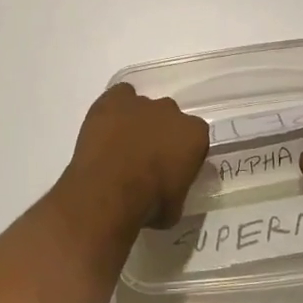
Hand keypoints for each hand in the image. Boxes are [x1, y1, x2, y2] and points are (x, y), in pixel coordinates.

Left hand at [57, 83, 209, 231]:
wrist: (108, 192)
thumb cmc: (148, 204)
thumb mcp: (175, 207)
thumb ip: (178, 187)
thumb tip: (170, 188)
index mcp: (194, 134)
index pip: (195, 137)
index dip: (183, 153)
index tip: (172, 169)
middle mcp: (171, 111)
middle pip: (169, 118)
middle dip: (161, 134)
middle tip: (146, 159)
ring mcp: (141, 103)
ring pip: (143, 107)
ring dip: (137, 122)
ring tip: (121, 146)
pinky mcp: (113, 100)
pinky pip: (120, 95)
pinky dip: (115, 107)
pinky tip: (108, 126)